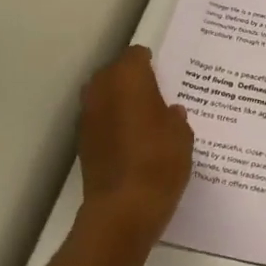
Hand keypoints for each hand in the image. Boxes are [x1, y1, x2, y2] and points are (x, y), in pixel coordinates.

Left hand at [77, 46, 193, 249]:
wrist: (123, 209)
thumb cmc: (159, 161)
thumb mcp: (182, 135)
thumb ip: (175, 117)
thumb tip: (169, 112)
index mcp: (128, 78)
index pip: (135, 55)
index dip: (149, 62)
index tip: (162, 72)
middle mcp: (102, 90)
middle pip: (114, 73)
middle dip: (130, 78)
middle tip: (153, 92)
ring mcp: (87, 117)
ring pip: (102, 96)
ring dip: (118, 101)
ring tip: (142, 116)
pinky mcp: (82, 143)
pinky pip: (99, 121)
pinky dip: (111, 123)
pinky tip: (130, 139)